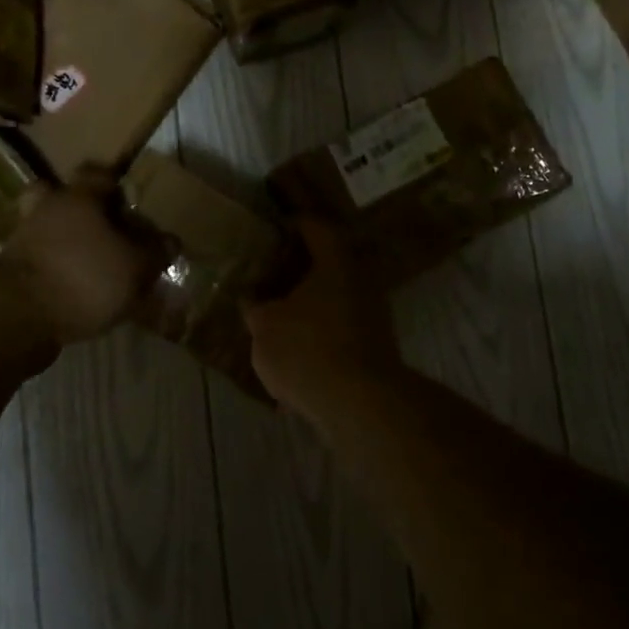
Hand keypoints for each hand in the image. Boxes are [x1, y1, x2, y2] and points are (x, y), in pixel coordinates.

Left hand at [2, 167, 158, 346]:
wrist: (17, 319)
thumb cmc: (84, 278)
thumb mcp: (135, 268)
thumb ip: (155, 252)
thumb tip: (170, 240)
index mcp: (77, 196)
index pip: (97, 173)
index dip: (115, 184)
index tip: (131, 200)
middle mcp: (46, 208)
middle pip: (61, 195)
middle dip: (81, 208)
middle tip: (105, 227)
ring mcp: (23, 239)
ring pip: (47, 227)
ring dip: (65, 239)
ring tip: (91, 261)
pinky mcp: (10, 271)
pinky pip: (38, 258)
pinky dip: (54, 267)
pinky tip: (75, 288)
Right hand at [242, 221, 400, 420]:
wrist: (361, 404)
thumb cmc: (308, 350)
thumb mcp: (265, 327)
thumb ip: (256, 308)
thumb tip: (251, 300)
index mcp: (335, 262)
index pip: (315, 227)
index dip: (293, 224)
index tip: (274, 227)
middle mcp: (361, 279)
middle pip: (329, 262)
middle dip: (301, 267)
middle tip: (271, 271)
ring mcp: (374, 313)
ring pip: (336, 296)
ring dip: (311, 301)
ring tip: (280, 311)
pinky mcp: (376, 345)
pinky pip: (342, 326)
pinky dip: (321, 329)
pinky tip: (298, 347)